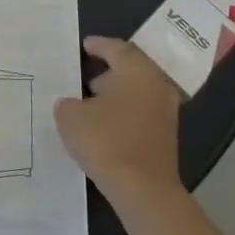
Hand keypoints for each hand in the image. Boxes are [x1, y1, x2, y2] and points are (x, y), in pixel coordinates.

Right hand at [55, 36, 184, 209]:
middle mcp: (156, 84)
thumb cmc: (106, 141)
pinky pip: (141, 112)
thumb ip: (67, 103)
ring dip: (117, 93)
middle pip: (131, 68)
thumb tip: (72, 104)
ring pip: (138, 92)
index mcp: (136, 70)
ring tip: (91, 102)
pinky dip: (124, 112)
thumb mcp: (70, 117)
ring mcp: (165, 111)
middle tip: (86, 75)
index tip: (84, 45)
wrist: (143, 190)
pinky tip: (105, 124)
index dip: (98, 45)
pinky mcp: (166, 136)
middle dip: (109, 70)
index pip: (116, 48)